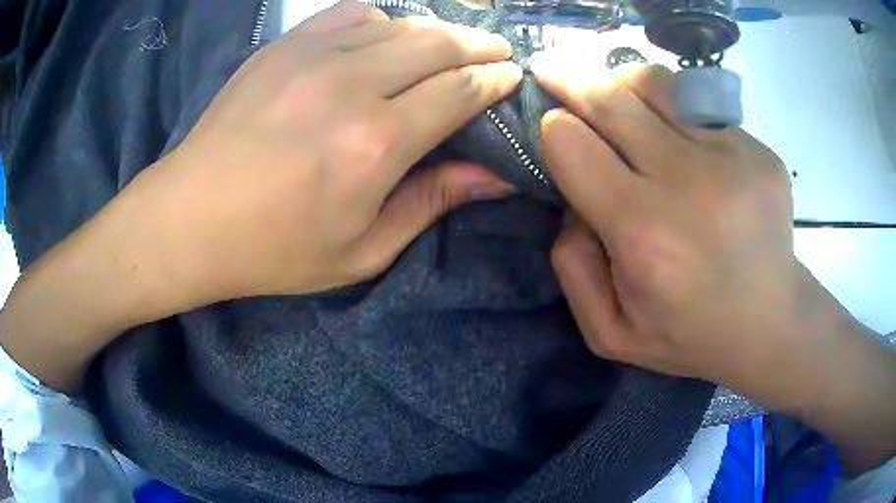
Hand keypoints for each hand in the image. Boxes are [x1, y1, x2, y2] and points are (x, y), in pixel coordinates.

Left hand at [0, 1, 520, 391]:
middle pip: (438, 45)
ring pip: (399, 24)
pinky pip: (350, 13)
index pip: (460, 91)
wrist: (189, 219)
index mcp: (377, 143)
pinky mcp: (284, 46)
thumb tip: (495, 176)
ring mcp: (313, 56)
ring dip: (435, 32)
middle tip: (498, 52)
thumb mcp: (362, 250)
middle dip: (479, 46)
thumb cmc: (273, 249)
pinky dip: (382, 19)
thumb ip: (432, 202)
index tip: (512, 77)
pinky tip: (386, 35)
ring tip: (451, 45)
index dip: (494, 81)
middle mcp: (352, 85)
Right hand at [532, 57, 794, 383]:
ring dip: (621, 82)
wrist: (772, 323)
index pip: (571, 143)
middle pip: (609, 98)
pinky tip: (672, 129)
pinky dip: (672, 105)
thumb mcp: (610, 332)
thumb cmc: (691, 335)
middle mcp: (686, 182)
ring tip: (614, 93)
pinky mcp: (757, 149)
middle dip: (568, 78)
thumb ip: (572, 269)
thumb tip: (571, 202)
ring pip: (655, 84)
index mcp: (642, 232)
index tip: (553, 132)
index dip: (552, 130)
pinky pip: (699, 105)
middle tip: (548, 68)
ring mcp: (730, 157)